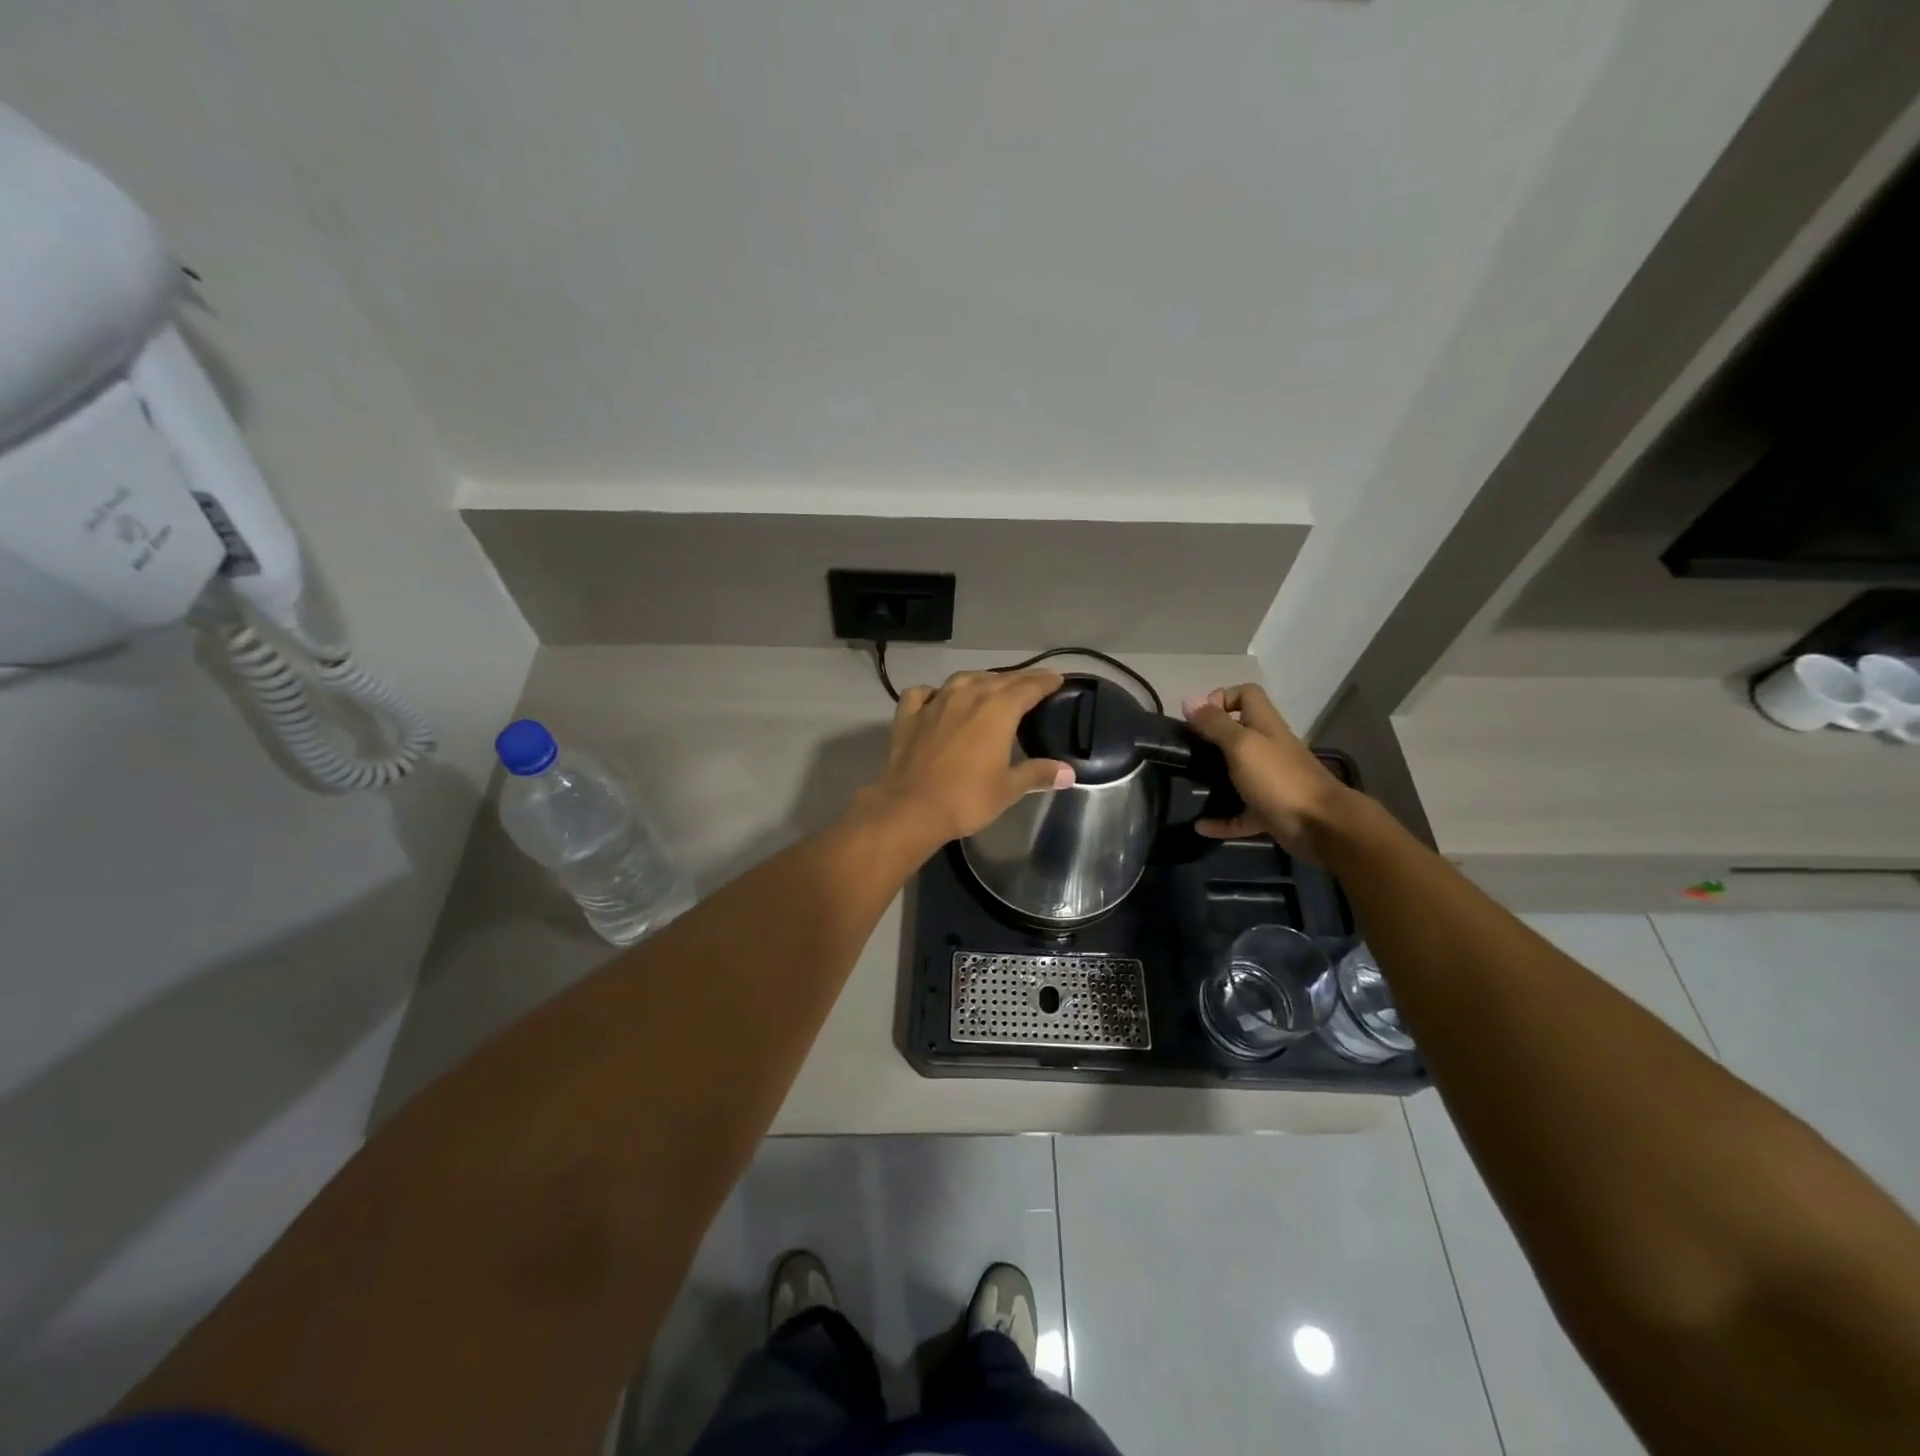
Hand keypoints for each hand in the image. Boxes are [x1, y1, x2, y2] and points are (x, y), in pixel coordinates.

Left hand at [859, 669, 1075, 845]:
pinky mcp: (908, 715)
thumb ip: (1038, 774)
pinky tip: (937, 698)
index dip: (1045, 682)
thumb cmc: (967, 798)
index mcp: (997, 710)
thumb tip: (1068, 773)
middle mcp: (967, 696)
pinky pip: (922, 693)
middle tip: (1032, 683)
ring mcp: (934, 702)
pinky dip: (934, 692)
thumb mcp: (1008, 789)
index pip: (1028, 687)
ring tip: (990, 687)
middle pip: (999, 679)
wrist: (911, 808)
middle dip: (1019, 679)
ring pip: (962, 679)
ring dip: (980, 680)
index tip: (1057, 679)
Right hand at [1182, 683, 1350, 853]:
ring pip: (1237, 774)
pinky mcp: (1269, 810)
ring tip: (1188, 785)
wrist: (1320, 825)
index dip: (1222, 698)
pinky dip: (1221, 820)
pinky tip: (1200, 826)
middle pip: (1238, 734)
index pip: (1246, 695)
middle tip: (1186, 752)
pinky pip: (1240, 814)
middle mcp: (1268, 749)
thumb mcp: (1241, 745)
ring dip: (1214, 780)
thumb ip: (1215, 724)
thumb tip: (1189, 699)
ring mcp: (1269, 781)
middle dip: (1210, 740)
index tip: (1198, 718)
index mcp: (1264, 726)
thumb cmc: (1278, 778)